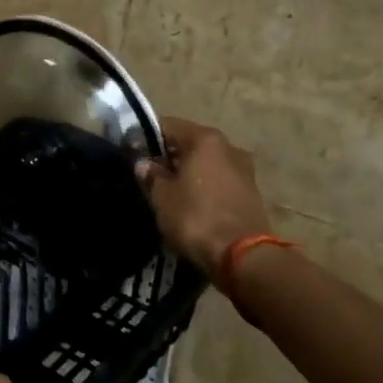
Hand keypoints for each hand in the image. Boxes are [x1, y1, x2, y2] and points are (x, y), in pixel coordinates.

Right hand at [134, 117, 274, 273]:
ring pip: (206, 162)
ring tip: (169, 191)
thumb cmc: (195, 217)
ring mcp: (244, 169)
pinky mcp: (251, 192)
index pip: (167, 125)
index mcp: (205, 139)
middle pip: (189, 143)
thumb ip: (151, 174)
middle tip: (149, 174)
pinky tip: (191, 202)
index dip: (145, 137)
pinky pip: (219, 180)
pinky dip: (204, 186)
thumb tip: (144, 163)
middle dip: (168, 155)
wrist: (242, 257)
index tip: (131, 153)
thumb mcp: (162, 196)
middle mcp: (229, 146)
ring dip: (188, 172)